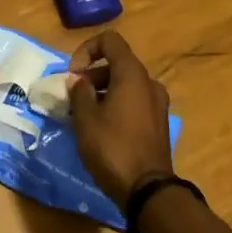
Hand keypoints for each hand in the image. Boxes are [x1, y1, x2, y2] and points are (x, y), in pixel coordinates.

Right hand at [67, 30, 173, 203]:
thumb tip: (78, 80)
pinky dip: (116, 105)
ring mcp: (157, 104)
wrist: (148, 191)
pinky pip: (134, 102)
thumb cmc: (113, 148)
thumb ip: (79, 93)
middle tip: (73, 99)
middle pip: (116, 64)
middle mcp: (148, 83)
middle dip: (91, 76)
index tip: (73, 74)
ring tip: (83, 116)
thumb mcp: (86, 119)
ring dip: (102, 92)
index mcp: (132, 74)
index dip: (87, 50)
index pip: (110, 41)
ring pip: (125, 85)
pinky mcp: (158, 123)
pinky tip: (101, 129)